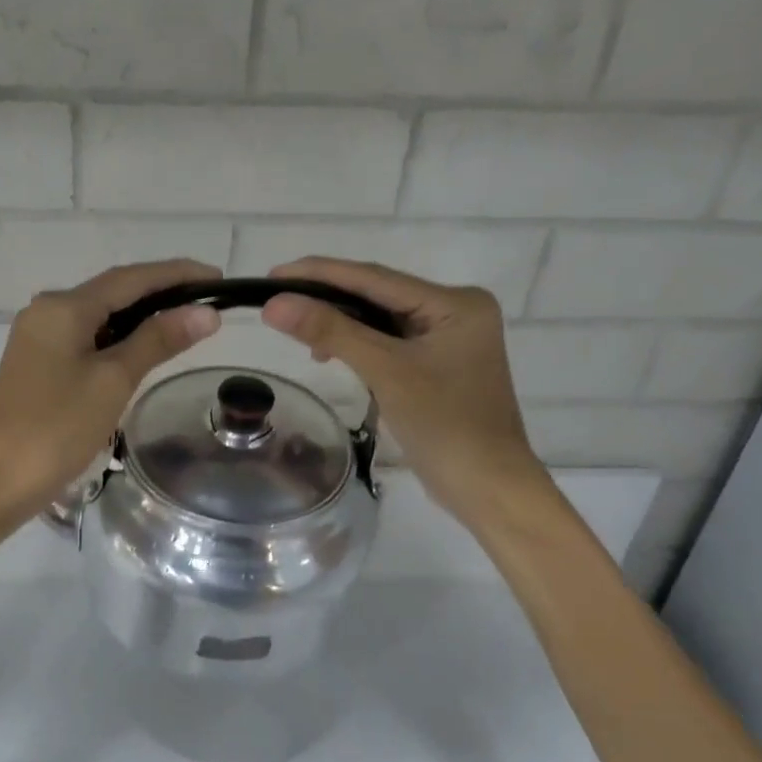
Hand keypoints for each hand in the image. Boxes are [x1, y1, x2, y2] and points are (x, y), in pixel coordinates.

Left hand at [0, 259, 222, 526]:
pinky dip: (118, 339)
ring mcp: (37, 338)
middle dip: (161, 294)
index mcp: (62, 307)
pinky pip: (85, 339)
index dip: (177, 274)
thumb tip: (204, 313)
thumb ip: (158, 341)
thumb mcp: (113, 381)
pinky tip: (141, 350)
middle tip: (207, 304)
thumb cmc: (57, 429)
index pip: (130, 278)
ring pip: (99, 316)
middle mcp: (45, 311)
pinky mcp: (36, 365)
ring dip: (141, 318)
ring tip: (185, 324)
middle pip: (113, 292)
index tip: (217, 277)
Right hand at [259, 257, 549, 525]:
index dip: (320, 273)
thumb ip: (331, 331)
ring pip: (380, 320)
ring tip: (299, 333)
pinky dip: (356, 346)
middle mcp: (455, 311)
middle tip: (276, 299)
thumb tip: (274, 304)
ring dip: (339, 324)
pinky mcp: (436, 366)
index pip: (376, 278)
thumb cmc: (445, 426)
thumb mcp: (386, 372)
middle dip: (327, 298)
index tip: (273, 274)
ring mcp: (447, 340)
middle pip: (378, 295)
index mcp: (456, 303)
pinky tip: (330, 355)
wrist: (487, 488)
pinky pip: (387, 343)